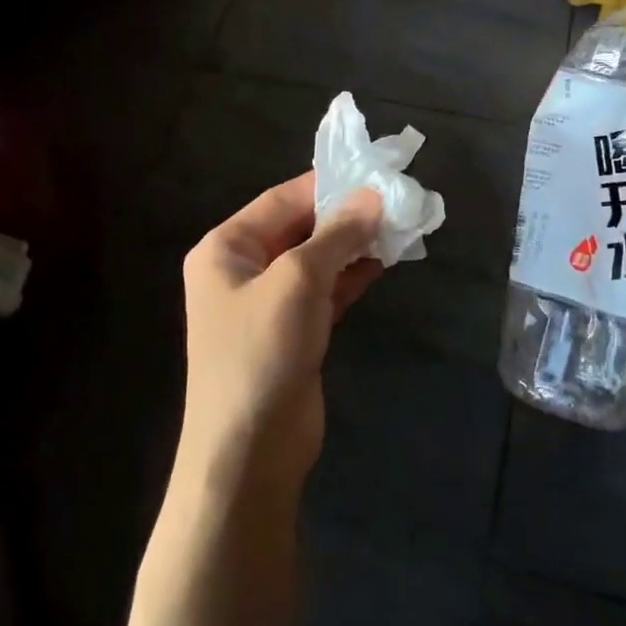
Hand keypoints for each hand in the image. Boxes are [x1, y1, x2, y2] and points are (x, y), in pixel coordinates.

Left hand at [177, 173, 383, 502]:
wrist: (249, 451)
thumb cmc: (261, 352)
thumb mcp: (298, 282)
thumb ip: (336, 235)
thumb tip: (372, 197)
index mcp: (226, 247)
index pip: (282, 199)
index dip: (327, 185)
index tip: (374, 173)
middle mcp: (242, 269)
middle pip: (299, 227)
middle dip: (345, 216)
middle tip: (395, 200)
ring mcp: (267, 303)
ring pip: (316, 259)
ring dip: (353, 244)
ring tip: (399, 226)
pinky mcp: (292, 331)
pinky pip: (325, 290)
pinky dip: (352, 275)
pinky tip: (386, 261)